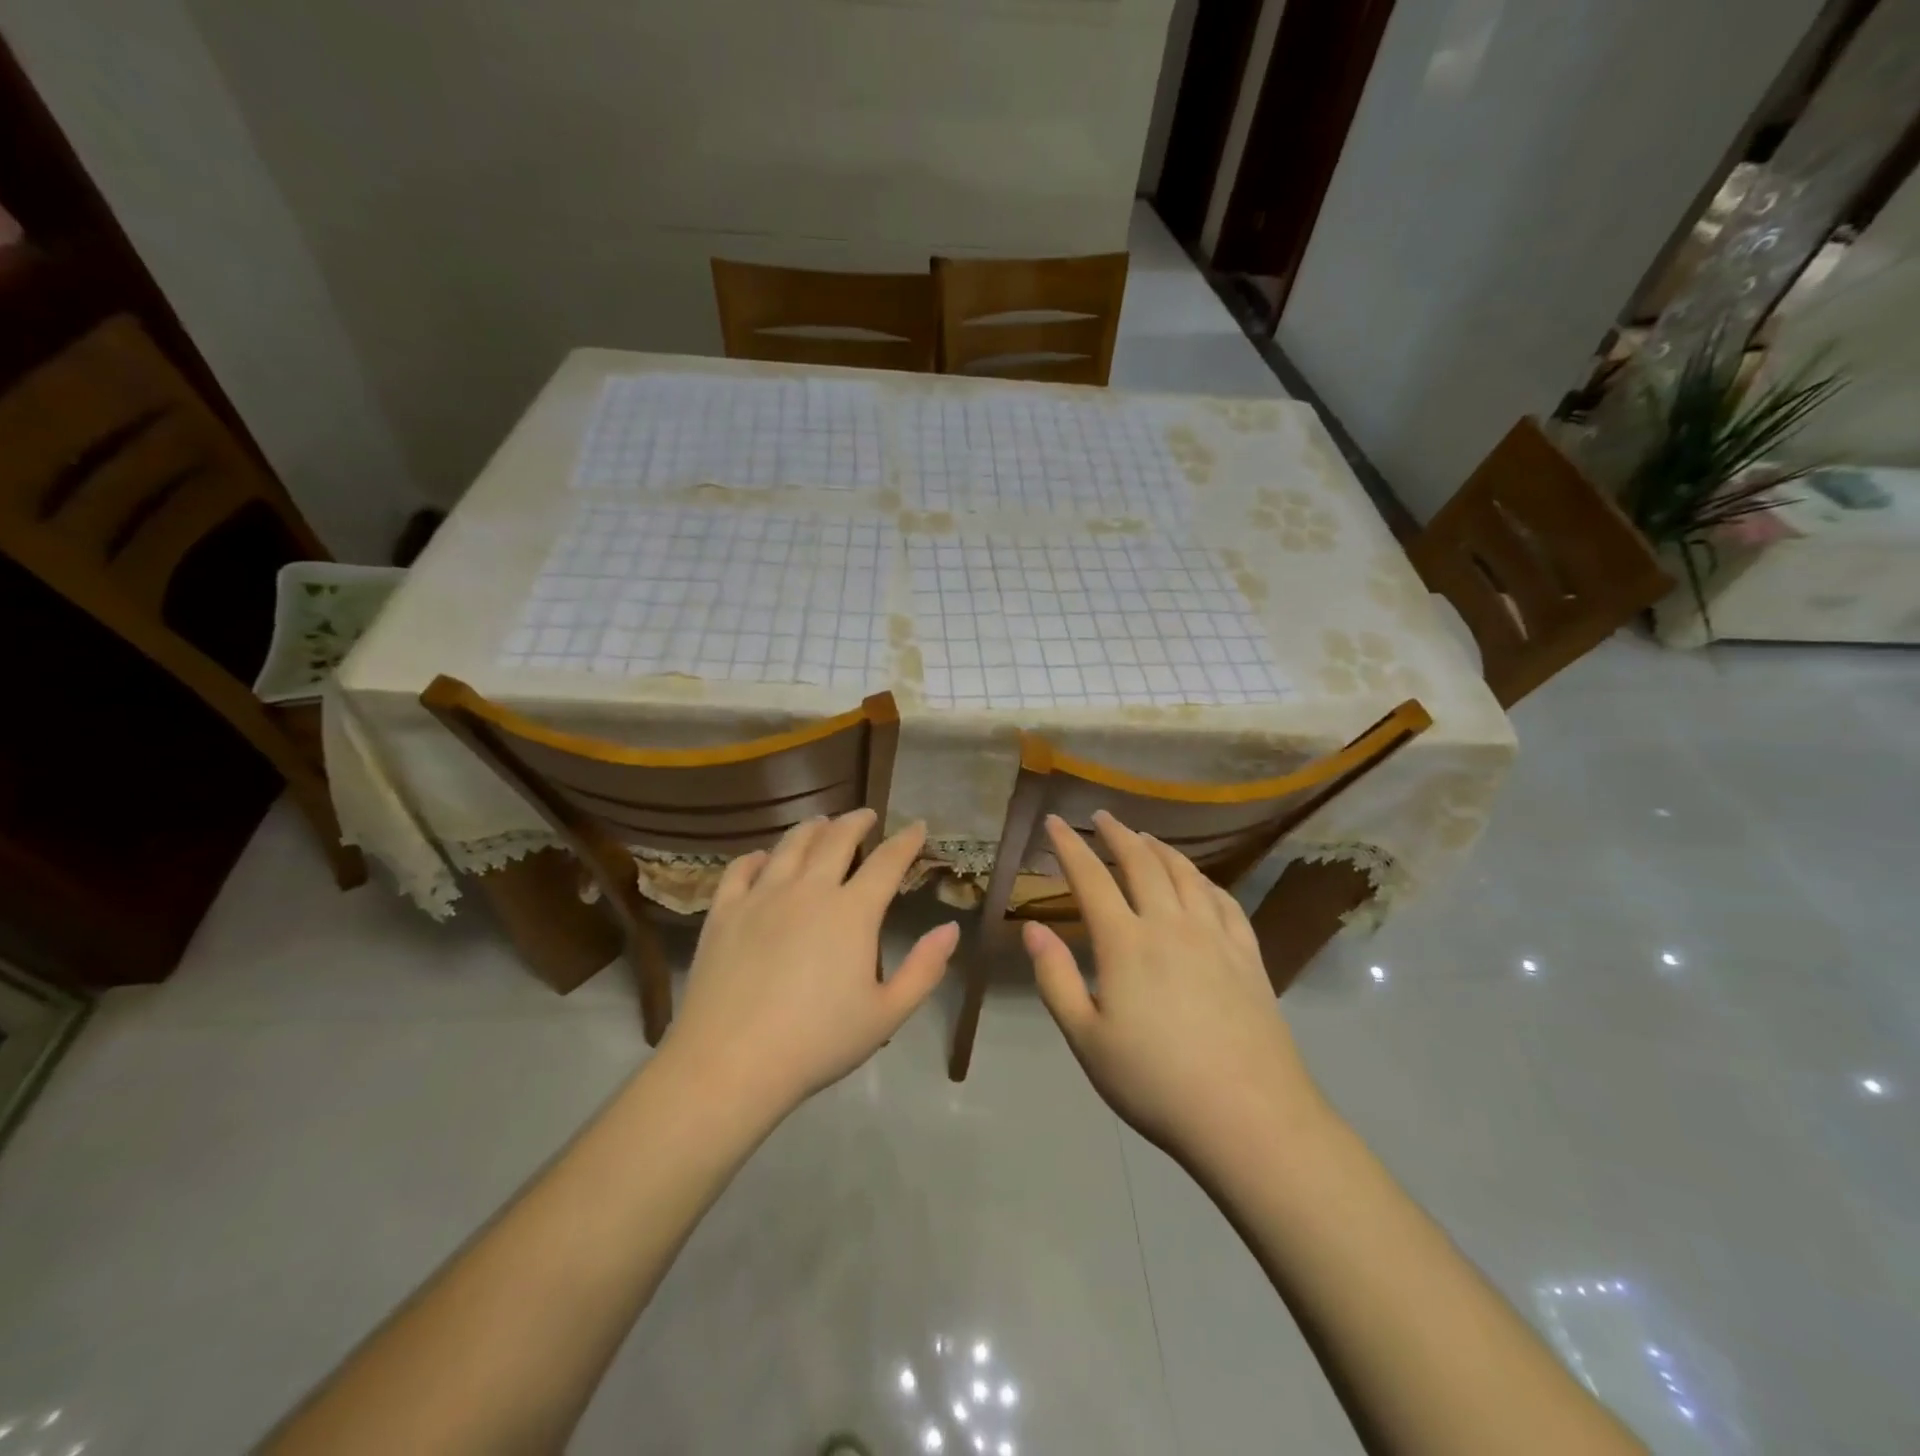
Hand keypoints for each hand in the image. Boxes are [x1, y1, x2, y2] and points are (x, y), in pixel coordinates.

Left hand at [665, 810, 957, 1115]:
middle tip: (866, 816)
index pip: (887, 861)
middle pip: (836, 839)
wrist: (730, 1063)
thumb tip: (951, 928)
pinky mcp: (724, 912)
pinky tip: (763, 858)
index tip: (917, 826)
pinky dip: (757, 856)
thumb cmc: (817, 1042)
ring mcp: (762, 896)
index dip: (905, 840)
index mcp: (852, 912)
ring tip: (821, 822)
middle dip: (856, 822)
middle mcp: (809, 890)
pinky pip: (741, 869)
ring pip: (790, 845)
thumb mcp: (886, 1014)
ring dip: (811, 828)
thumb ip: (924, 969)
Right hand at [1023, 811, 1321, 1163]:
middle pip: (1141, 862)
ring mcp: (1215, 936)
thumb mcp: (1086, 1039)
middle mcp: (1170, 924)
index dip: (1069, 845)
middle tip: (1102, 817)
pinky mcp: (1249, 955)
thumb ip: (1056, 978)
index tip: (1055, 821)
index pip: (1091, 878)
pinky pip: (1224, 900)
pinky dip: (1204, 879)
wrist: (1249, 1118)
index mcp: (1125, 943)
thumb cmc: (1155, 1082)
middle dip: (1117, 834)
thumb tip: (1033, 927)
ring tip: (1145, 838)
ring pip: (1185, 873)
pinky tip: (1199, 880)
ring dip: (1160, 848)